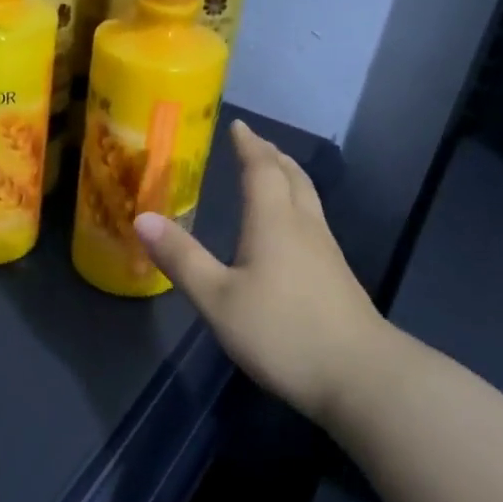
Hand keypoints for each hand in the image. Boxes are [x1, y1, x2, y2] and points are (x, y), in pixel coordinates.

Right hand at [135, 120, 385, 421]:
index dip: (249, 145)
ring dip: (288, 179)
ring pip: (308, 199)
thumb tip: (142, 217)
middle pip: (292, 178)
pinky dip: (297, 207)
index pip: (262, 169)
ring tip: (273, 176)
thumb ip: (182, 258)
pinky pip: (314, 222)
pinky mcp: (338, 277)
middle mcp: (304, 227)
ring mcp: (327, 252)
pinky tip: (290, 231)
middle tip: (255, 145)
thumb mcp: (218, 299)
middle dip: (272, 156)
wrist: (360, 375)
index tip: (238, 126)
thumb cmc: (282, 332)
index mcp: (274, 222)